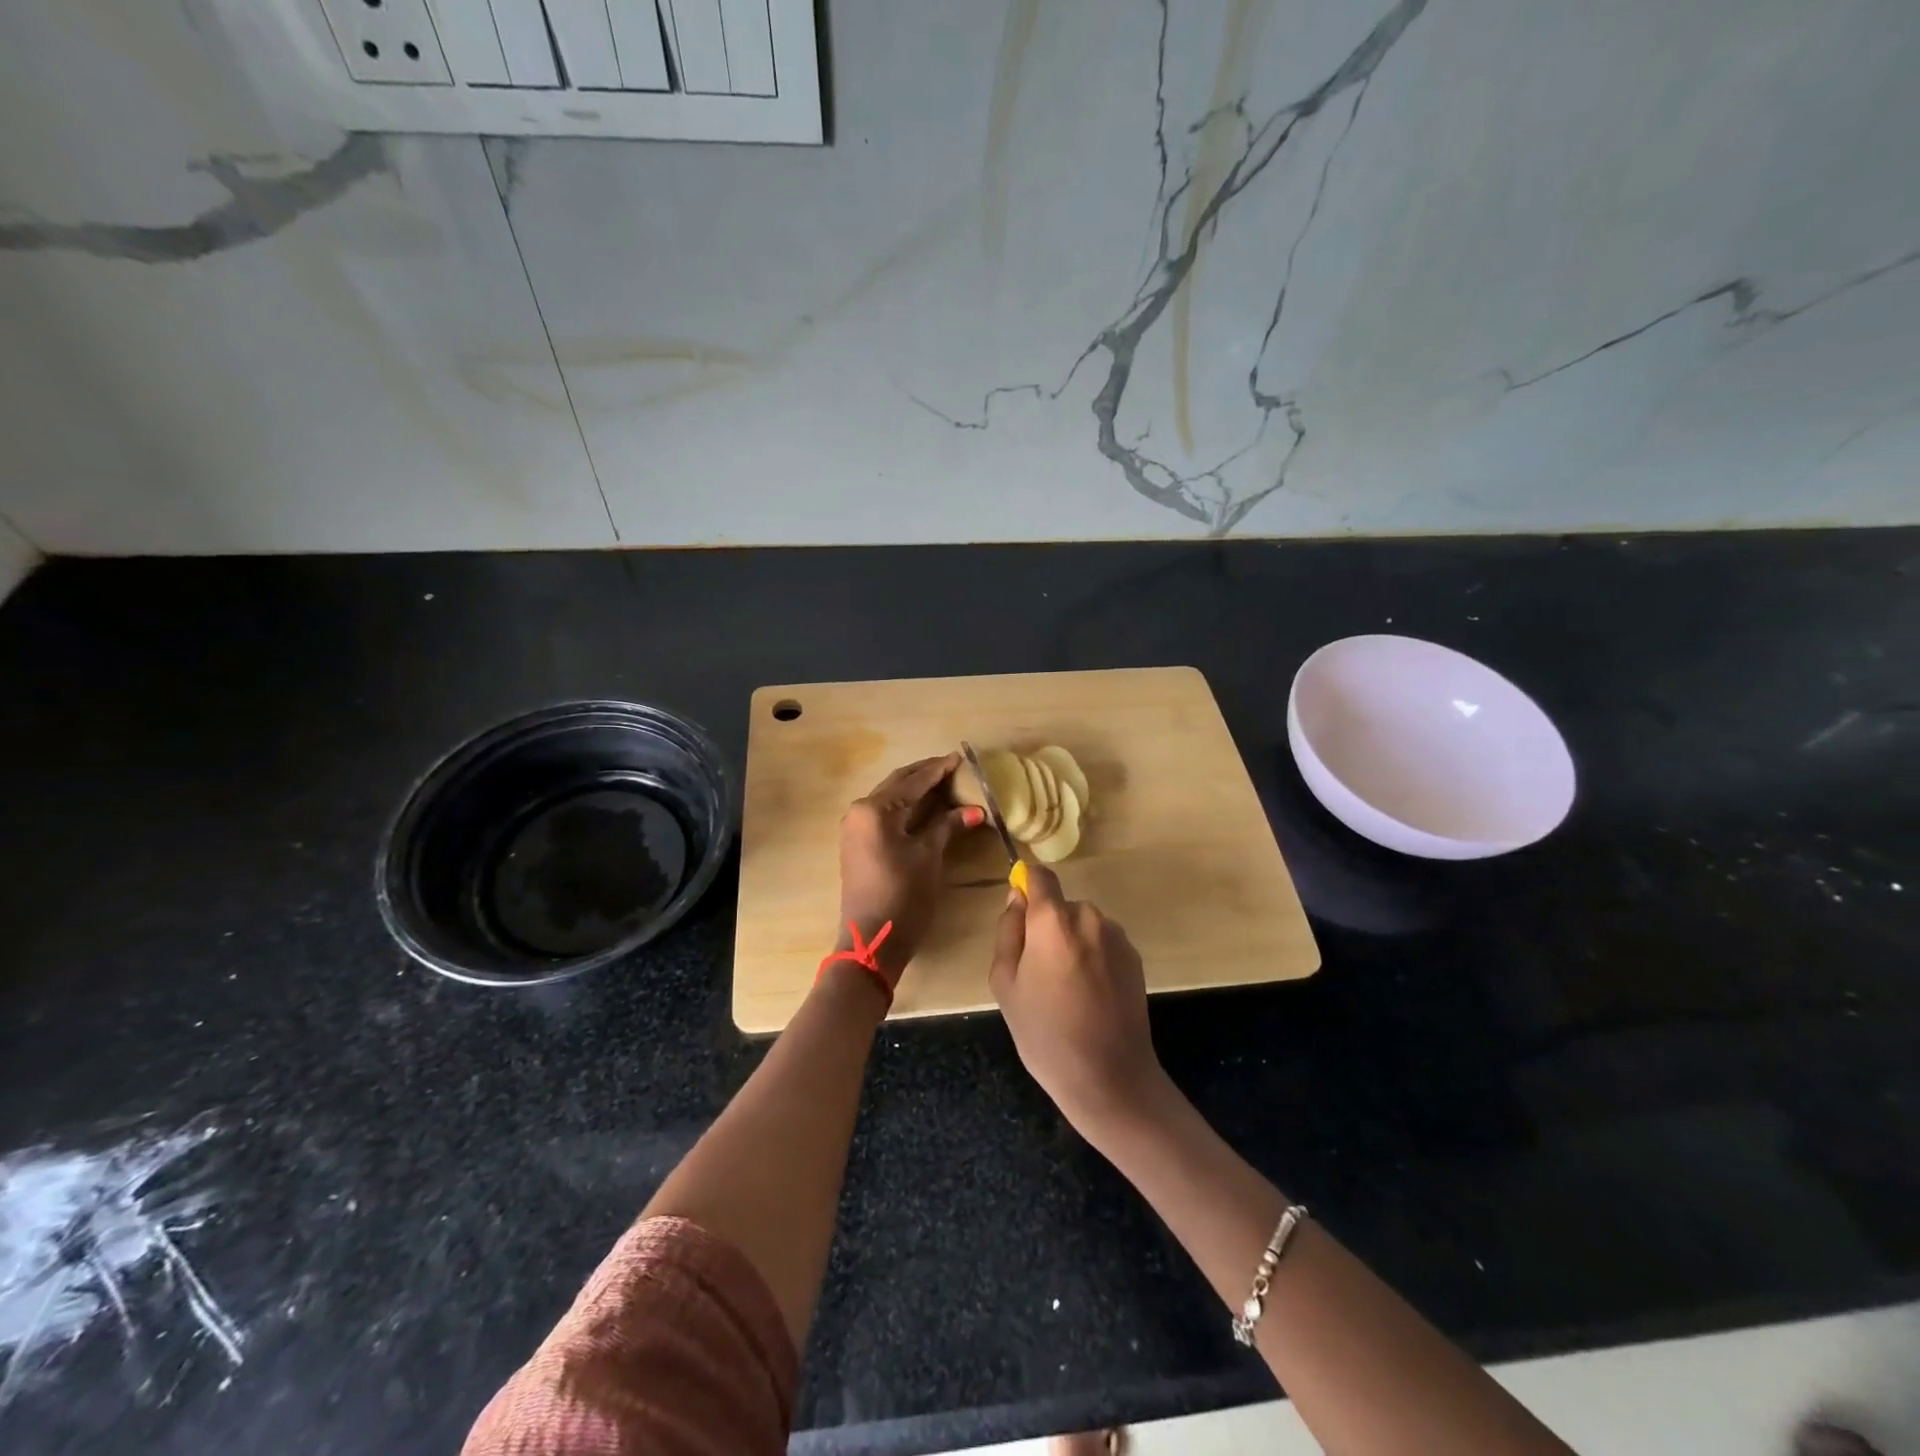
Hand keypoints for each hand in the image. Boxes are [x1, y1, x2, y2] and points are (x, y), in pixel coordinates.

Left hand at [836, 753, 979, 986]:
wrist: (871, 940)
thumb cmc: (903, 895)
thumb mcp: (928, 856)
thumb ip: (947, 826)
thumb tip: (975, 810)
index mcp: (875, 810)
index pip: (912, 782)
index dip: (938, 770)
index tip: (960, 758)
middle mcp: (859, 811)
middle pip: (897, 785)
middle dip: (925, 775)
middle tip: (953, 767)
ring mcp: (855, 828)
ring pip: (890, 799)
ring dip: (915, 790)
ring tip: (943, 782)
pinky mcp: (857, 843)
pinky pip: (884, 815)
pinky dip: (905, 807)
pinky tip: (925, 807)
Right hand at [987, 865, 1164, 1134]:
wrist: (1110, 1077)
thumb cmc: (1046, 1034)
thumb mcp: (1006, 985)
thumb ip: (1007, 932)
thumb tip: (1016, 898)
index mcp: (1053, 922)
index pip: (1040, 876)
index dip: (1027, 884)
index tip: (1019, 910)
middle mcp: (1089, 917)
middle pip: (1060, 907)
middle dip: (1047, 928)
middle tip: (1038, 973)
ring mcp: (1116, 937)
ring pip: (1082, 926)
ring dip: (1072, 943)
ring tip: (1067, 990)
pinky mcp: (1134, 957)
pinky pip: (1103, 943)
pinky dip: (1093, 958)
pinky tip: (1091, 996)